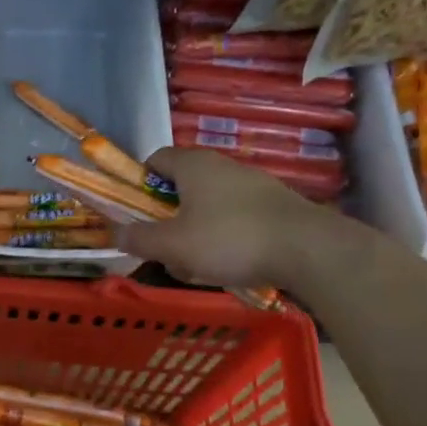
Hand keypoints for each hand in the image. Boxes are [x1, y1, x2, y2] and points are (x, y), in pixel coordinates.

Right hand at [118, 148, 366, 292]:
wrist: (309, 249)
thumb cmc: (230, 239)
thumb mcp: (173, 245)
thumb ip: (140, 239)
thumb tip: (117, 233)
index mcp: (193, 165)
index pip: (155, 159)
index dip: (139, 184)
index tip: (136, 213)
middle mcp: (222, 165)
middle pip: (181, 186)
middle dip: (168, 218)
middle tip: (165, 247)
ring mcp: (253, 184)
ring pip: (209, 206)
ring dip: (196, 232)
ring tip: (199, 265)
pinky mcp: (275, 205)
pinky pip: (236, 217)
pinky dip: (226, 237)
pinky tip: (232, 264)